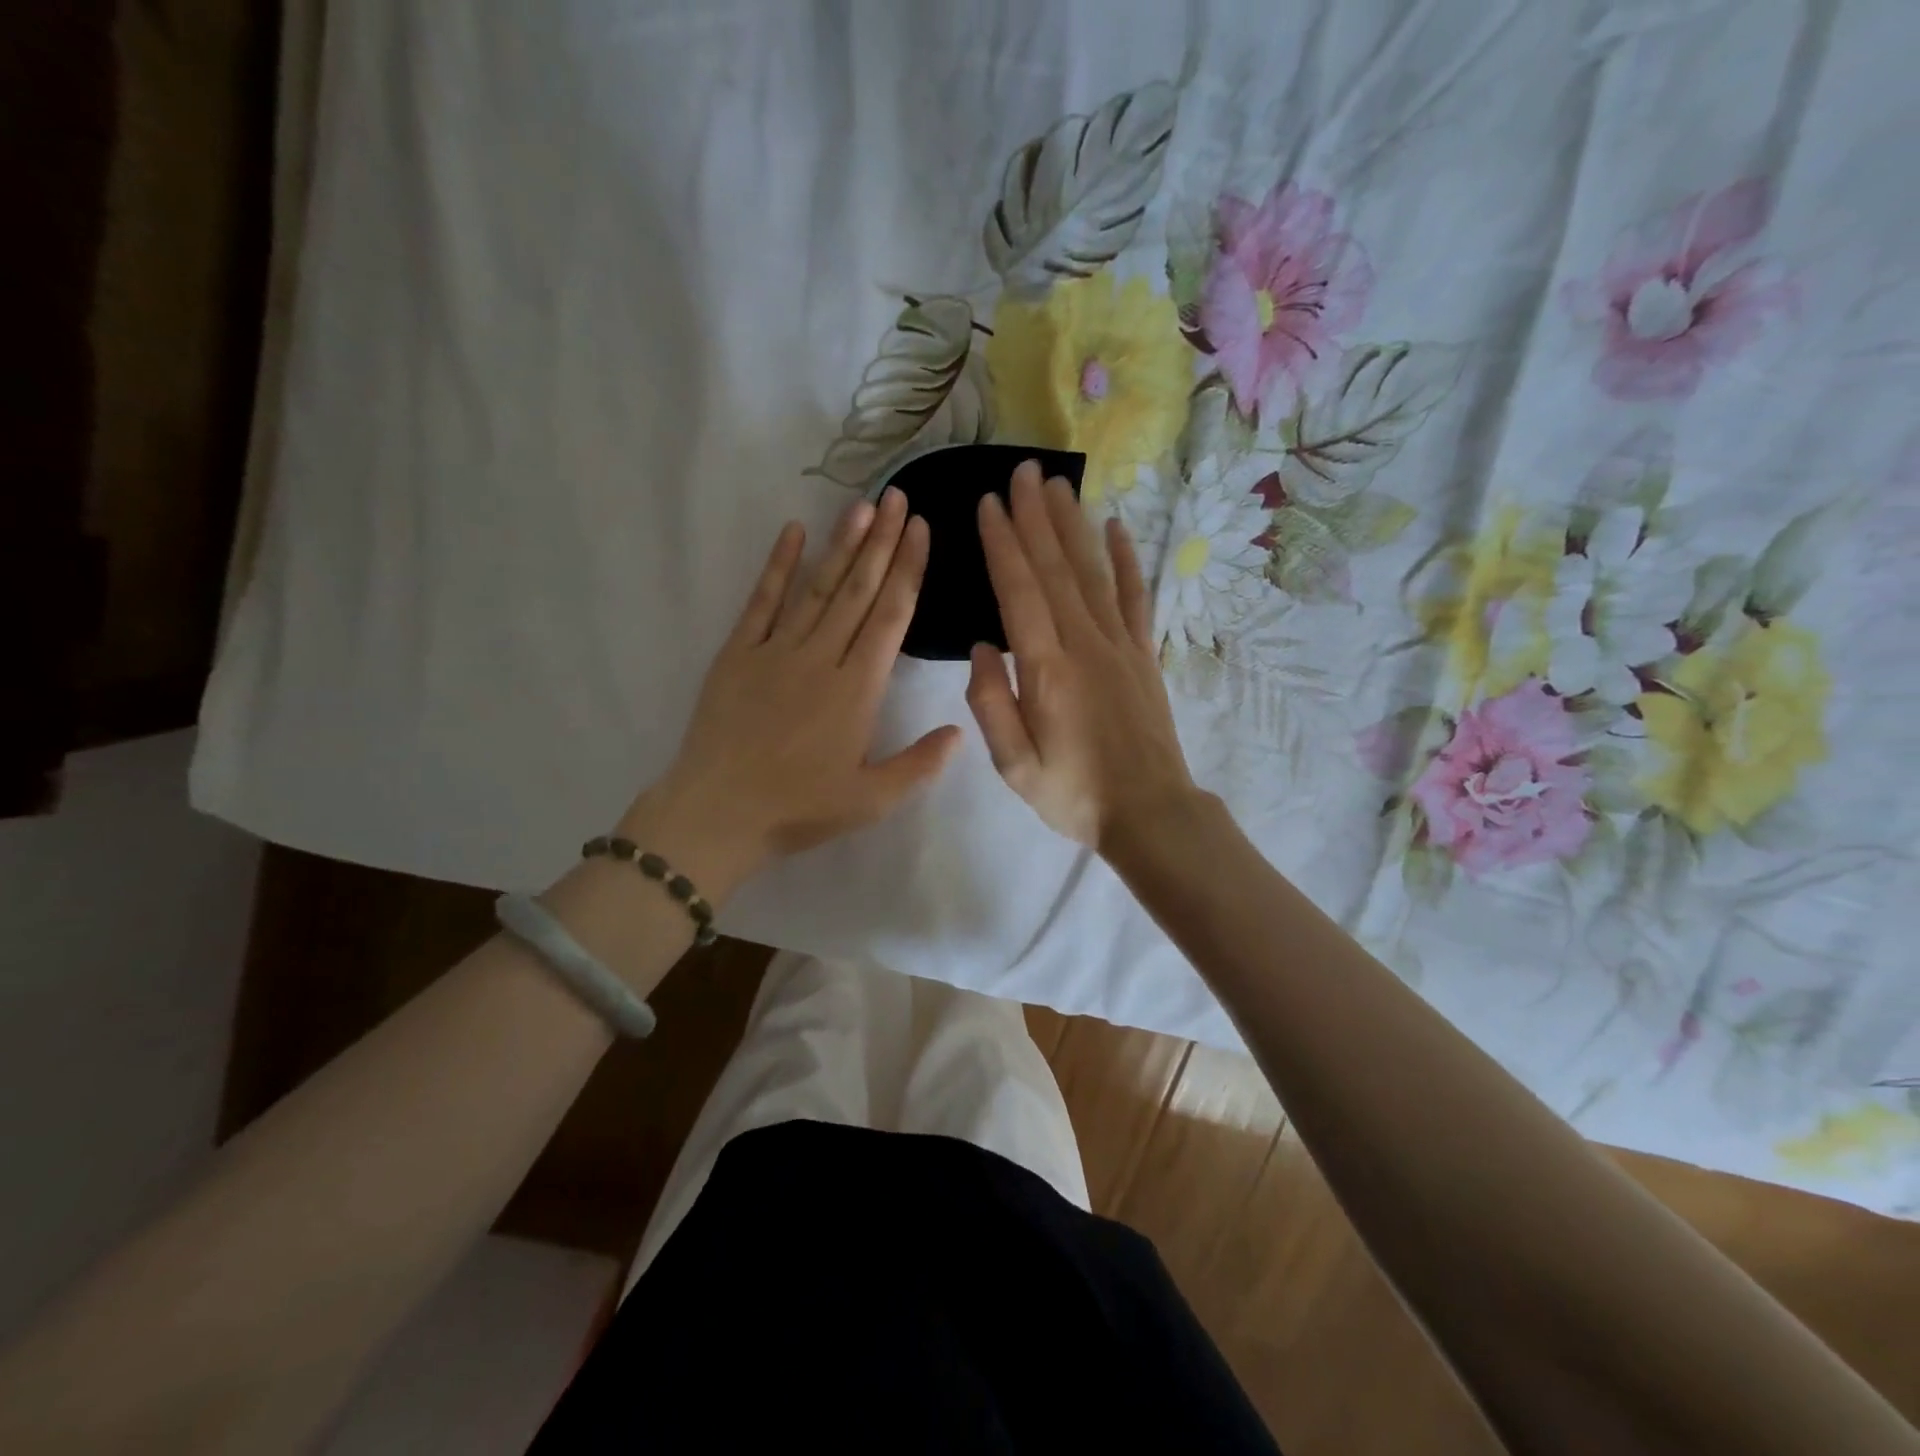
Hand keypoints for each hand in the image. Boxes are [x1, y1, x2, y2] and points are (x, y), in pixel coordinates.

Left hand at [625, 488, 960, 895]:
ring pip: (817, 587)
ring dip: (842, 545)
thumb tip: (961, 730)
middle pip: (858, 590)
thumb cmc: (798, 809)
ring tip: (863, 506)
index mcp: (857, 690)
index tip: (922, 531)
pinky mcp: (737, 653)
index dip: (908, 570)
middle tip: (899, 498)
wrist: (717, 814)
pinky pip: (761, 601)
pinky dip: (777, 566)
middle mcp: (821, 657)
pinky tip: (793, 532)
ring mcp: (776, 650)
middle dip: (882, 542)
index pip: (890, 617)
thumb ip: (919, 765)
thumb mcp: (871, 801)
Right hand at [967, 460, 1198, 851]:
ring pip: (1092, 572)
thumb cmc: (1074, 794)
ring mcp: (1120, 645)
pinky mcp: (1143, 655)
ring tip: (1058, 485)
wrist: (1150, 812)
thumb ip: (991, 704)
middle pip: (1056, 568)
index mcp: (1047, 669)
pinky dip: (1125, 560)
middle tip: (1023, 471)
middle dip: (1036, 517)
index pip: (1020, 591)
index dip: (1003, 544)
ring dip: (1073, 526)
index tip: (989, 504)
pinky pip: (1134, 597)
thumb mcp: (1015, 765)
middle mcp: (1085, 643)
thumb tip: (983, 645)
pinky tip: (1117, 528)